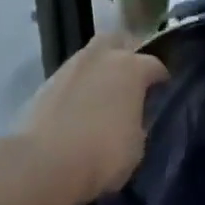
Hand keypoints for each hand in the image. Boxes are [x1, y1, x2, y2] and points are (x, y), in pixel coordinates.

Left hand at [15, 34, 168, 204]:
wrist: (43, 164)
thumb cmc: (102, 154)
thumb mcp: (137, 145)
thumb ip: (138, 122)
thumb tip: (132, 118)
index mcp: (132, 68)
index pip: (155, 65)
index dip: (160, 79)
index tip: (161, 91)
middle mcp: (102, 57)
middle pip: (119, 41)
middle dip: (127, 53)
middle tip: (130, 76)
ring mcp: (71, 67)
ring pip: (91, 55)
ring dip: (99, 68)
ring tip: (102, 92)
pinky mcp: (46, 83)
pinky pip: (71, 76)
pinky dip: (78, 86)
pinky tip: (78, 106)